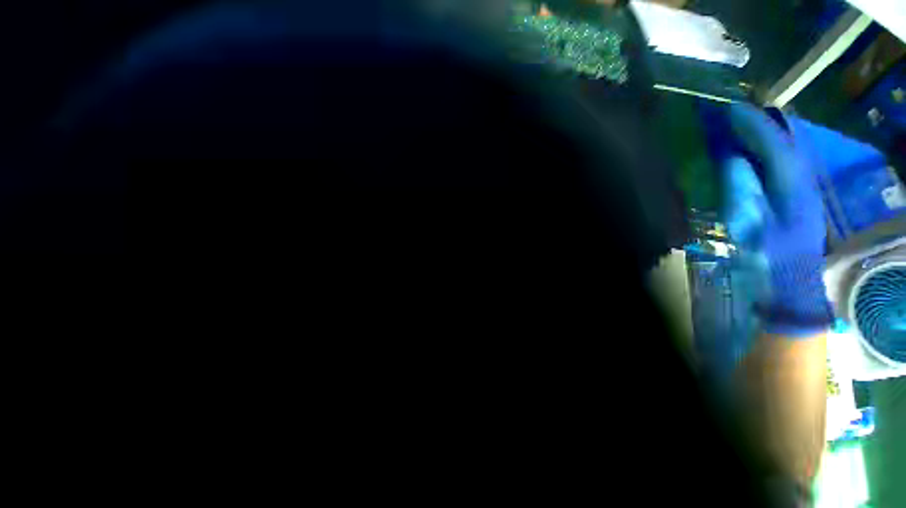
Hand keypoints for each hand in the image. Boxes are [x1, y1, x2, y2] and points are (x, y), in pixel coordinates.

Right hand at [722, 104, 832, 336]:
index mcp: (791, 183)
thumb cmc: (769, 253)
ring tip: (737, 125)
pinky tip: (748, 150)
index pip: (772, 142)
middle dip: (757, 124)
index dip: (751, 124)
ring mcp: (798, 185)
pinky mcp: (792, 194)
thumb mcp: (752, 222)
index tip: (729, 109)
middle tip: (730, 113)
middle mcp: (799, 177)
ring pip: (780, 150)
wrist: (791, 278)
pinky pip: (777, 164)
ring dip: (759, 136)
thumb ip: (742, 187)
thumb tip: (732, 158)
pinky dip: (762, 152)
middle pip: (780, 141)